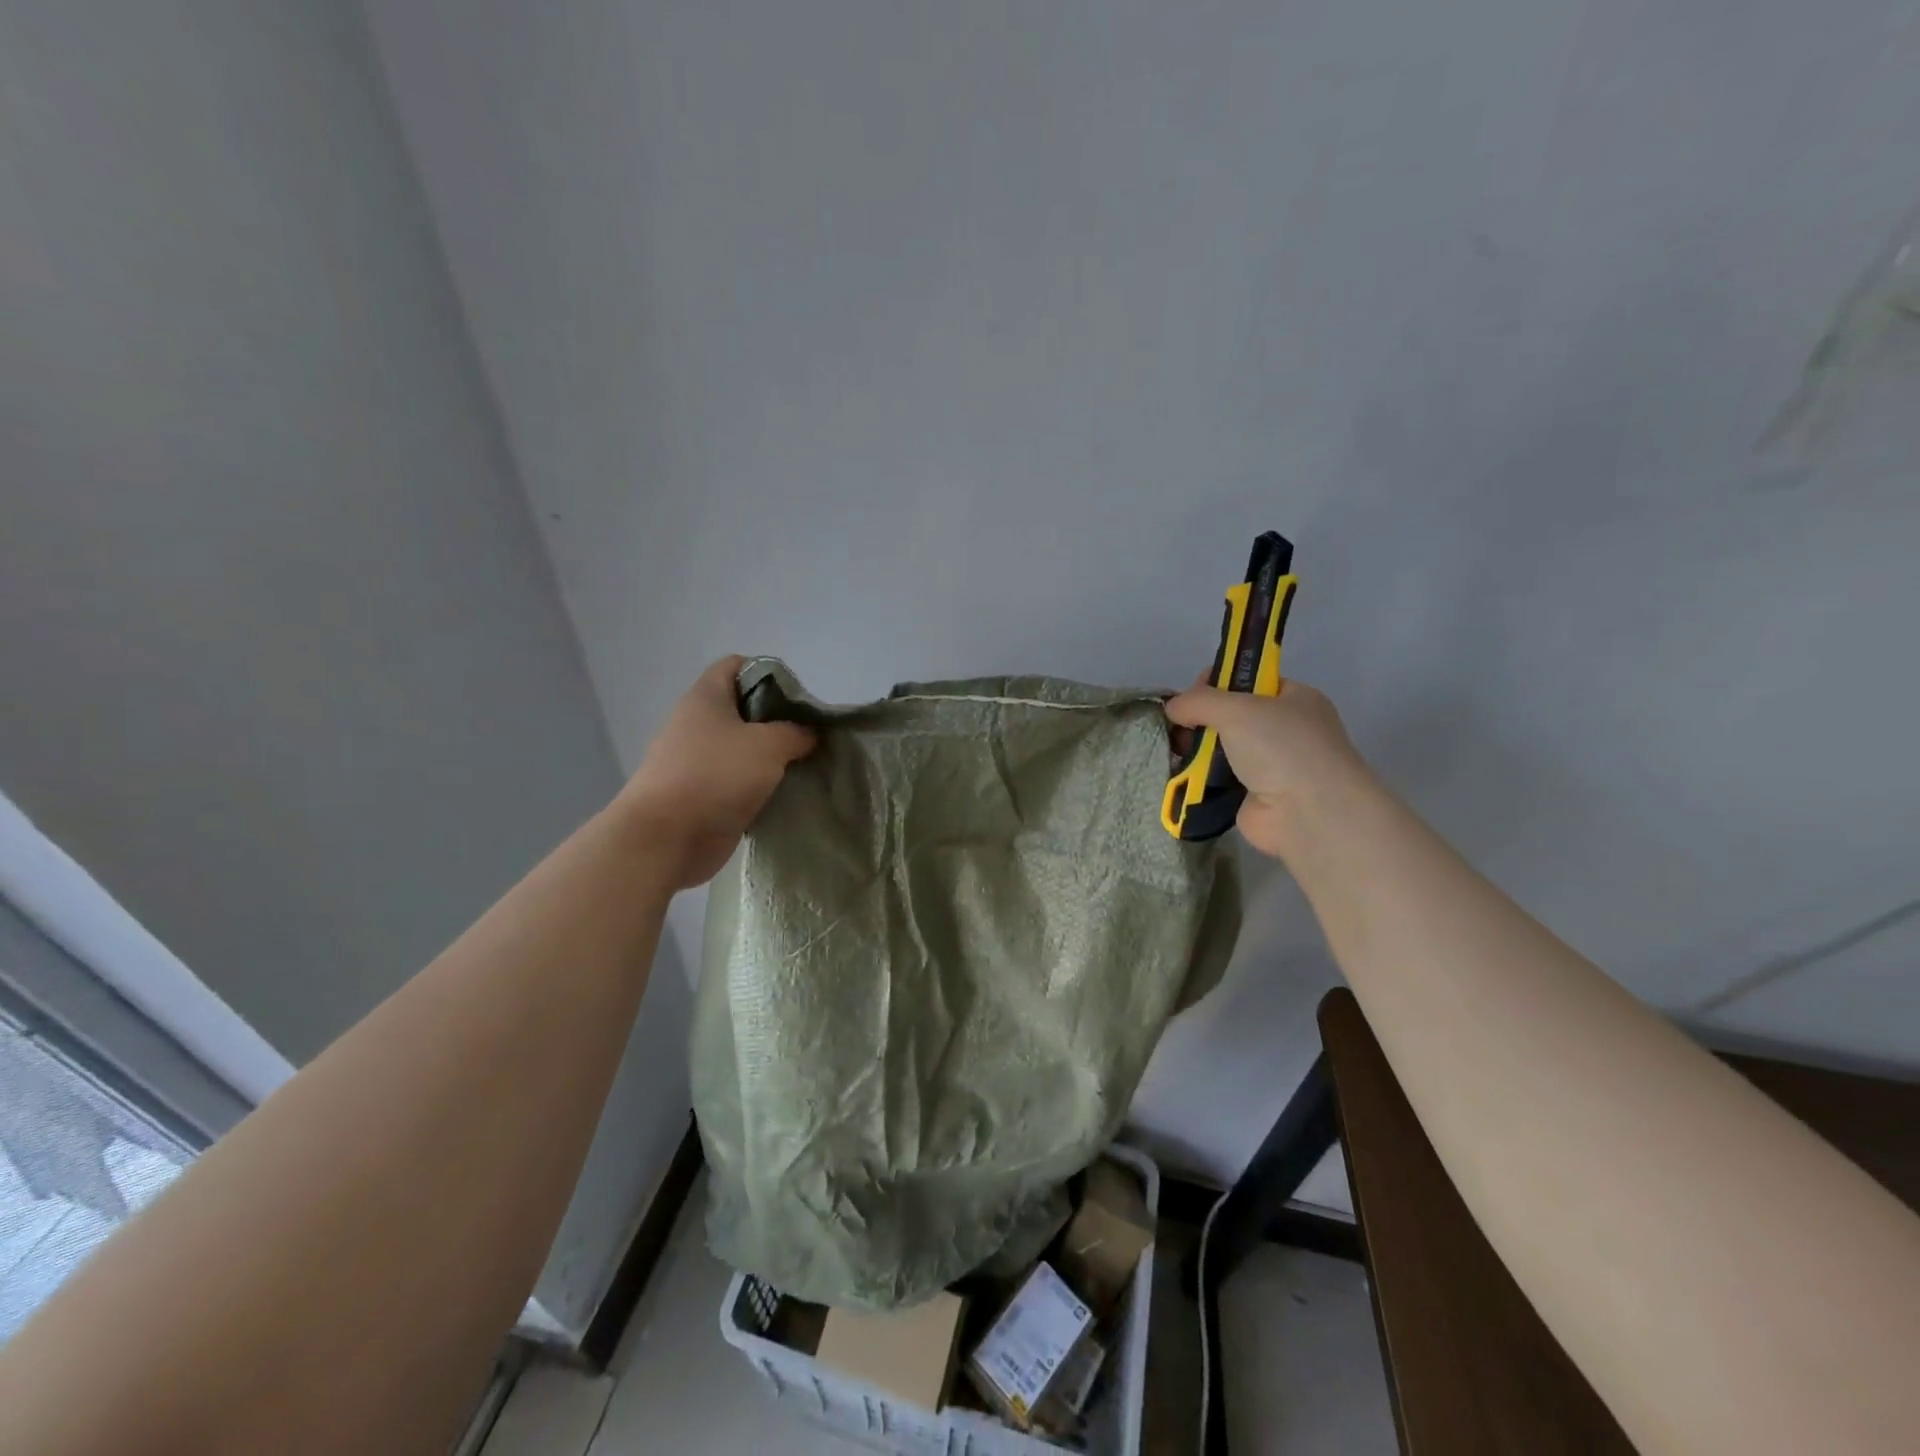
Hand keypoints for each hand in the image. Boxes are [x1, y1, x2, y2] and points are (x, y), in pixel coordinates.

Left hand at [619, 656, 816, 888]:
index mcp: (706, 697)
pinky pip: (737, 780)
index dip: (769, 672)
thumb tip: (809, 734)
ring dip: (771, 757)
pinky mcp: (701, 794)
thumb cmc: (716, 775)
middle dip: (778, 720)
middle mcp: (697, 723)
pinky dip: (759, 785)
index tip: (798, 698)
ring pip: (742, 747)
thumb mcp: (769, 744)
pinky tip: (784, 794)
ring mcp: (696, 760)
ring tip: (802, 766)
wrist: (667, 838)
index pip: (737, 665)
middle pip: (743, 708)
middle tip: (808, 736)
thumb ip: (796, 732)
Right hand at [1164, 678, 1363, 859]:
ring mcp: (1271, 766)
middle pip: (1231, 716)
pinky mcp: (1253, 797)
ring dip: (1196, 749)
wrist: (1307, 813)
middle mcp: (1285, 730)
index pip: (1250, 681)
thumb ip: (1199, 700)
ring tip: (1175, 752)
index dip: (1218, 682)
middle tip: (1179, 726)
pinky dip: (1199, 778)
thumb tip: (1173, 707)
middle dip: (1201, 719)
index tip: (1192, 694)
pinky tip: (1180, 775)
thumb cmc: (1281, 747)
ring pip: (1222, 749)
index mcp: (1294, 699)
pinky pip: (1218, 780)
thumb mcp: (1237, 707)